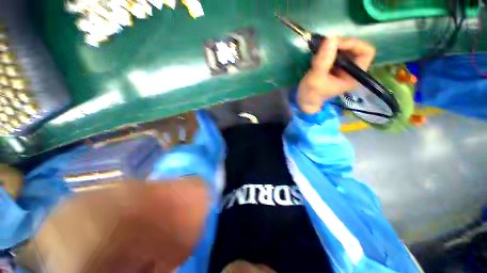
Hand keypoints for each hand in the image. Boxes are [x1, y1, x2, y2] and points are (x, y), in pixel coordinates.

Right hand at [297, 37, 375, 113]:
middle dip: (340, 45)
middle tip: (324, 47)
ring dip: (331, 48)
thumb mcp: (315, 78)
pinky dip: (326, 50)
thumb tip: (331, 38)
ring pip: (344, 49)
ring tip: (318, 55)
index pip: (366, 53)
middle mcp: (351, 70)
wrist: (304, 101)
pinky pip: (335, 52)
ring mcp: (342, 68)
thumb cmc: (311, 94)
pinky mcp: (334, 66)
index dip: (353, 44)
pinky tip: (317, 57)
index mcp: (353, 76)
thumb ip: (323, 60)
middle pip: (355, 48)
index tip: (336, 44)